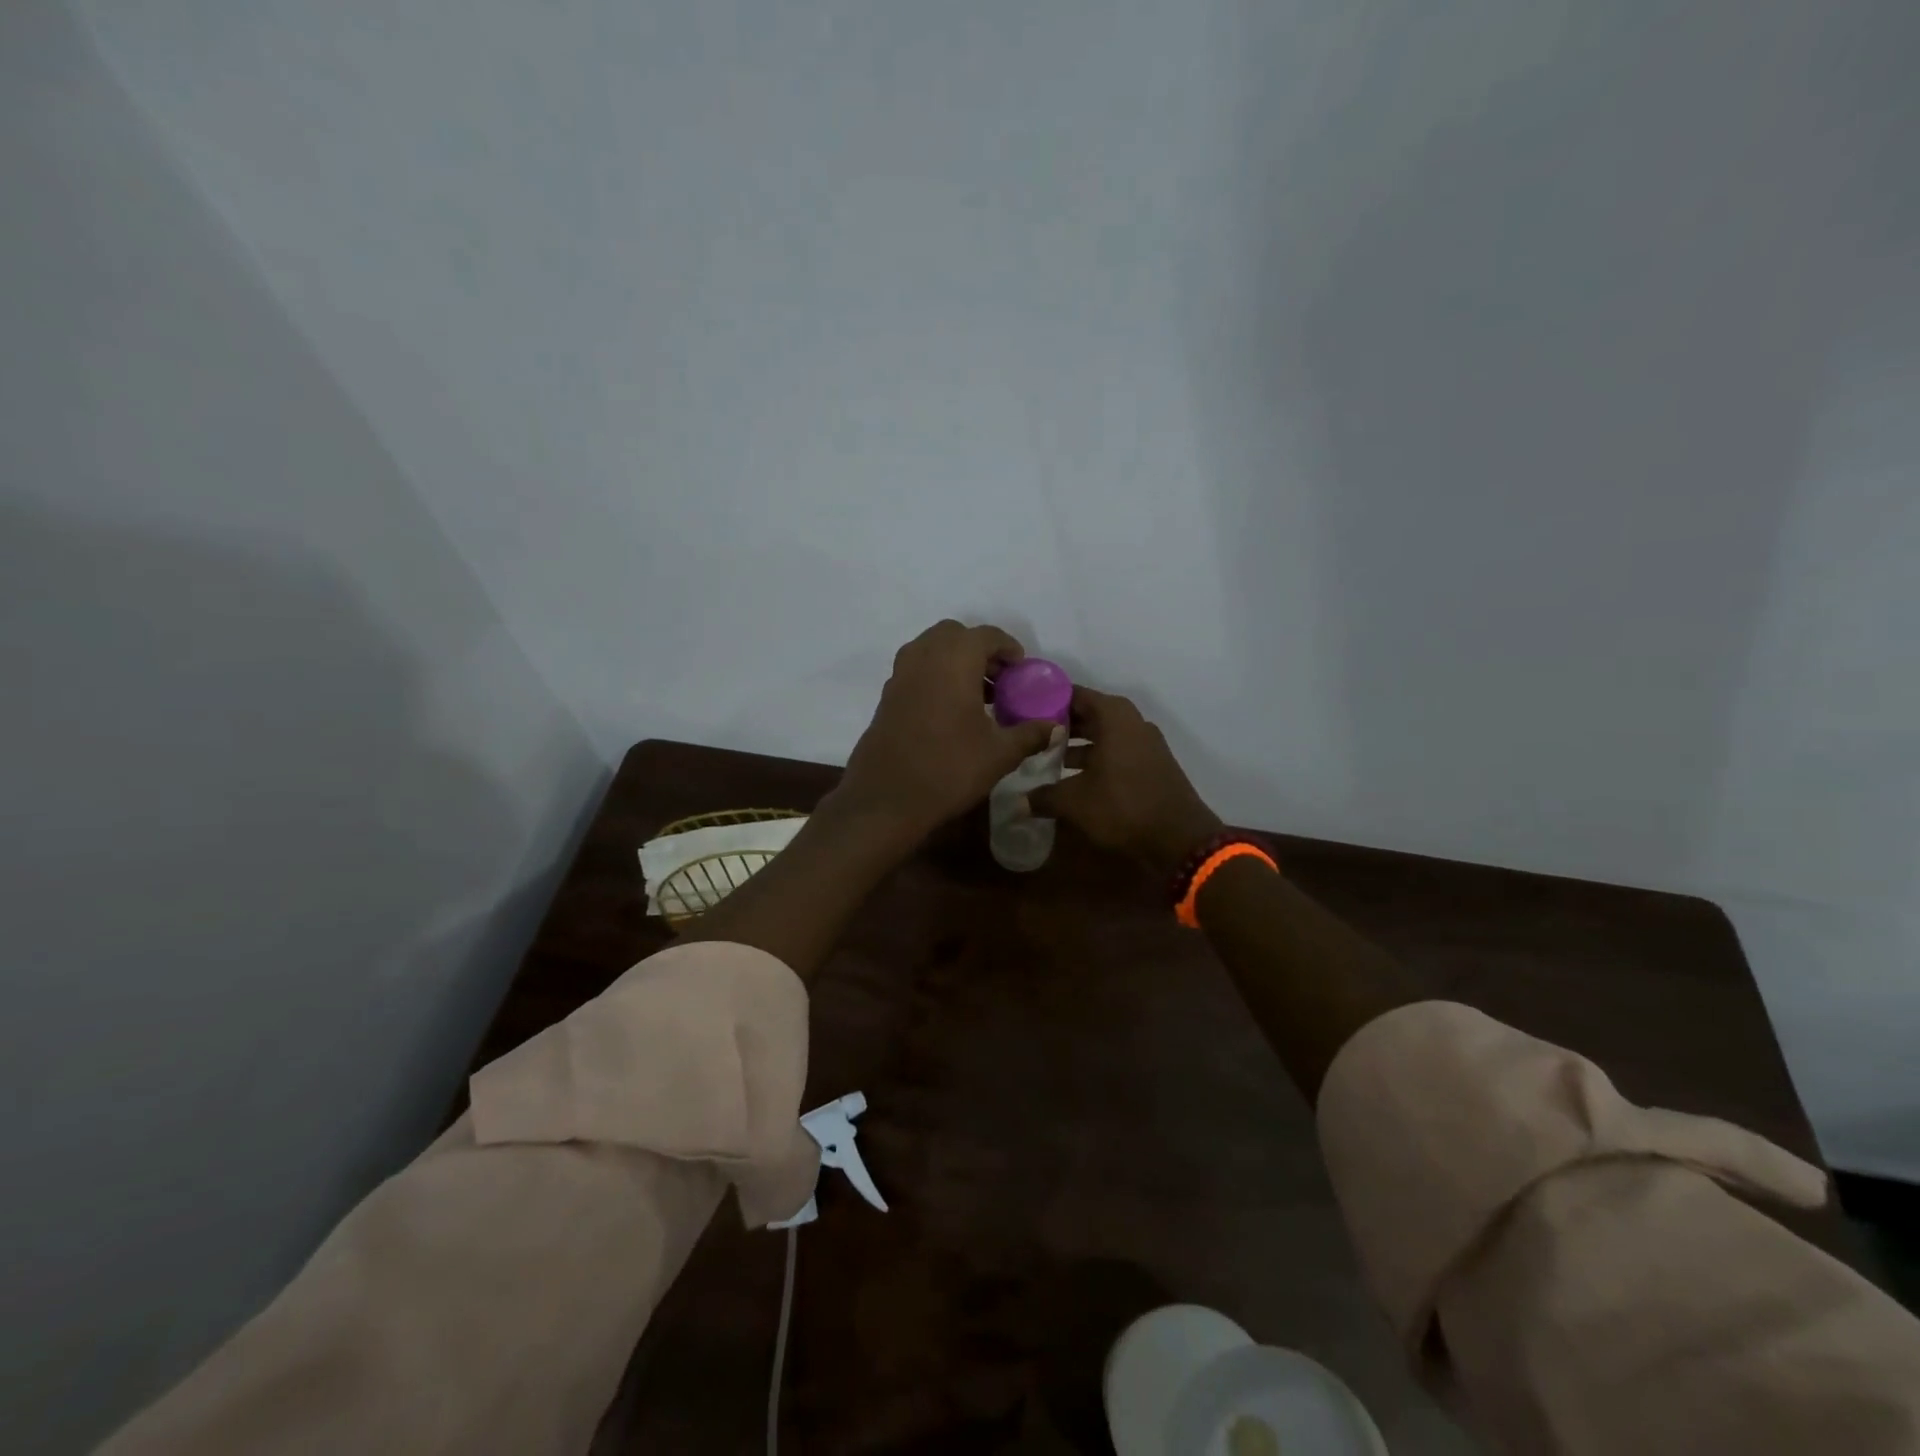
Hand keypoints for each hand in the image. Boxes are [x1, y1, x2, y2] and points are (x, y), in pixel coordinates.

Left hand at [835, 621, 1057, 841]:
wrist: (886, 799)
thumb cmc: (948, 769)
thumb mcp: (999, 754)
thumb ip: (1030, 734)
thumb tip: (1054, 727)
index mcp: (954, 660)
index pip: (986, 635)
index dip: (1008, 648)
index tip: (1022, 671)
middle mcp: (923, 657)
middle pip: (955, 636)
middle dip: (979, 650)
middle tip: (1000, 681)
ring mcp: (900, 676)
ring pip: (931, 651)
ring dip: (956, 663)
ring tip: (979, 697)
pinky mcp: (887, 697)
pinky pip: (917, 671)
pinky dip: (936, 677)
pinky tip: (951, 712)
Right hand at [1029, 686, 1221, 874]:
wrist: (1180, 838)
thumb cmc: (1123, 807)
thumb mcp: (1074, 802)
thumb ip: (1043, 796)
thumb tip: (1017, 802)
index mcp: (1113, 716)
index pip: (1072, 694)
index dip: (1045, 700)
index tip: (1021, 710)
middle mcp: (1131, 721)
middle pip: (1088, 713)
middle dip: (1059, 724)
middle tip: (1029, 735)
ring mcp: (1144, 742)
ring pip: (1102, 734)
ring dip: (1076, 744)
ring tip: (1045, 758)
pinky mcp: (1151, 763)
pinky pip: (1115, 750)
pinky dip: (1094, 757)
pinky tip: (1073, 777)